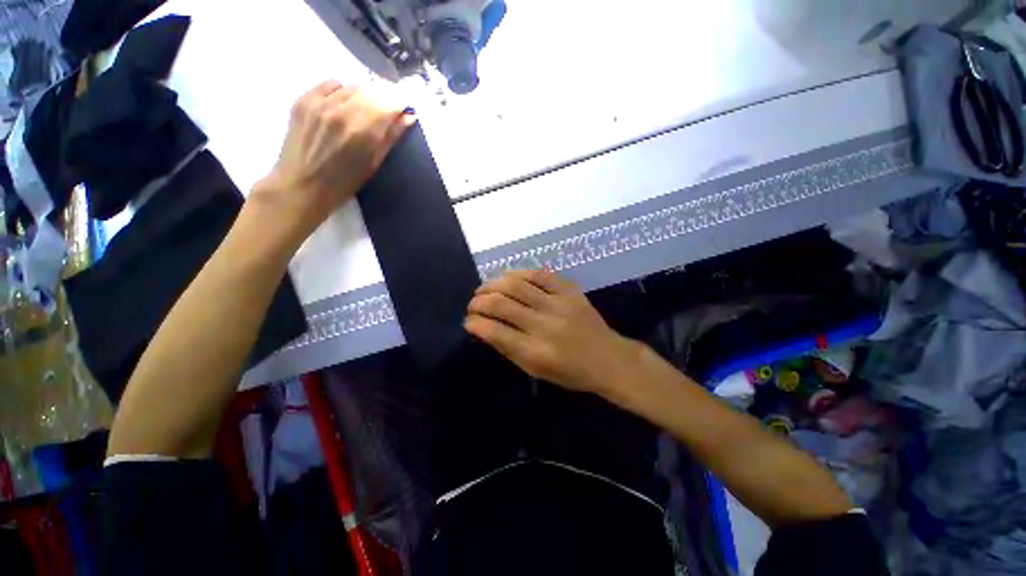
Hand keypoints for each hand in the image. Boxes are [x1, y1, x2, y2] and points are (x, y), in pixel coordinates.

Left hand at [254, 80, 413, 233]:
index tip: (403, 111)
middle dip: (383, 100)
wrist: (300, 186)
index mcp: (364, 133)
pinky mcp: (304, 99)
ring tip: (362, 114)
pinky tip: (341, 107)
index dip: (400, 104)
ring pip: (353, 87)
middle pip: (372, 91)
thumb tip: (408, 117)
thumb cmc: (344, 183)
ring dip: (364, 97)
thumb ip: (391, 137)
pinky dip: (342, 92)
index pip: (389, 102)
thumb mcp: (374, 164)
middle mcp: (342, 111)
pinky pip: (331, 84)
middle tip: (385, 114)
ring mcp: (320, 103)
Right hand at [465, 270, 641, 396]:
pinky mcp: (570, 291)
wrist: (609, 359)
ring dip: (493, 283)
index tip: (468, 321)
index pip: (494, 331)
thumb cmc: (570, 372)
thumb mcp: (535, 371)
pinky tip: (508, 277)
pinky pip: (540, 275)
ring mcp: (558, 304)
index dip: (475, 323)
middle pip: (501, 304)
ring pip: (517, 284)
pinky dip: (519, 274)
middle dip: (478, 301)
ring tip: (484, 288)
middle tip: (472, 303)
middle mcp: (544, 325)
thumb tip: (483, 328)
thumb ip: (508, 349)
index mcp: (535, 352)